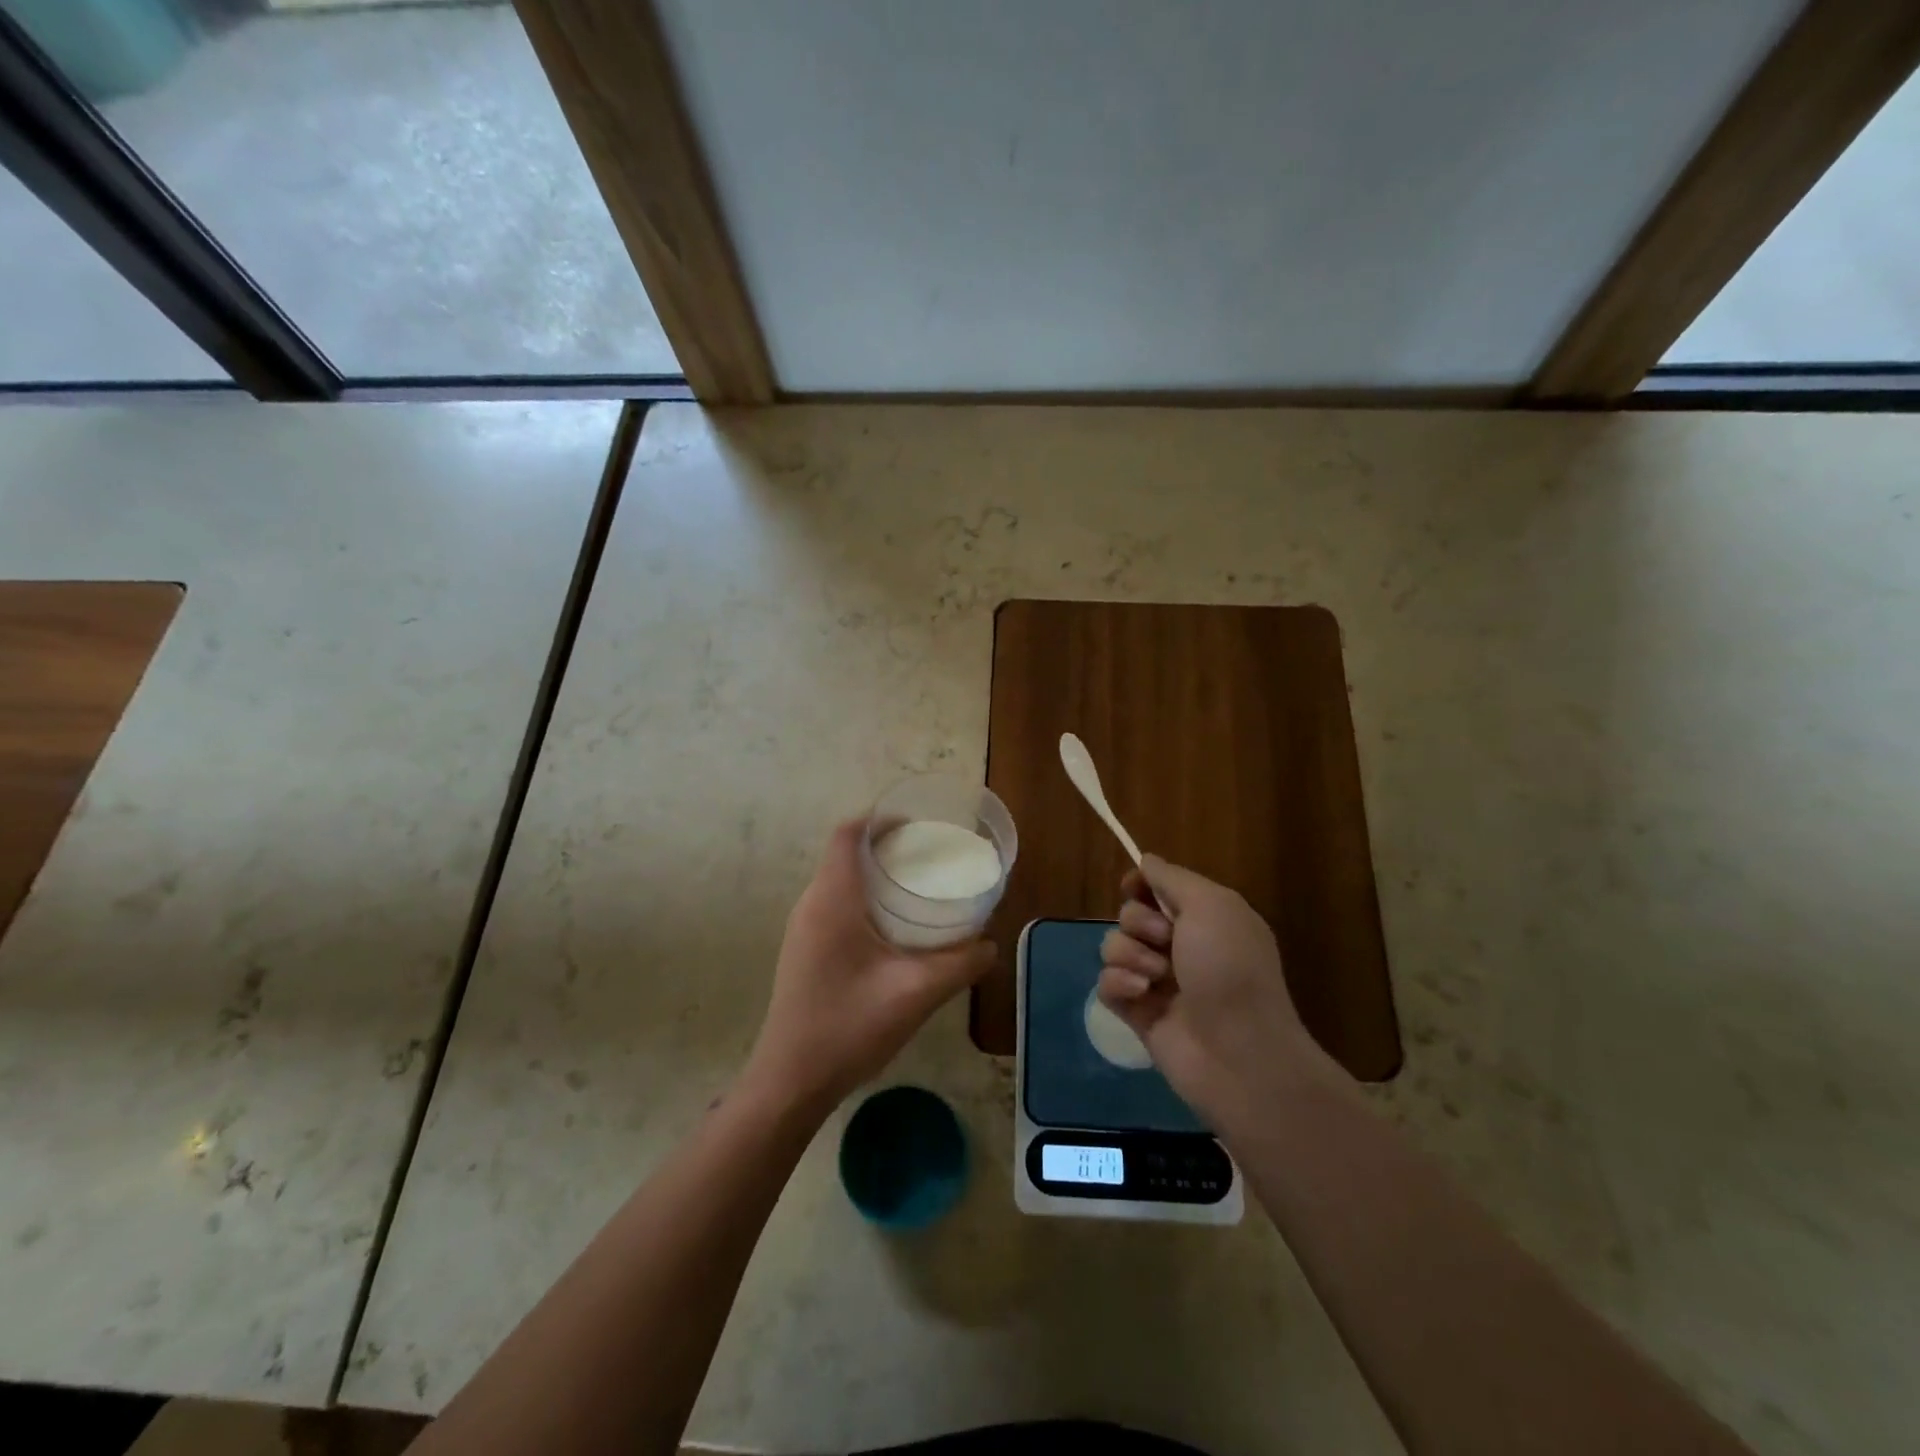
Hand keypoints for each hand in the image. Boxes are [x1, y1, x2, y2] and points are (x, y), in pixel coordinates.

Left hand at [746, 818, 993, 1112]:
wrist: (790, 1081)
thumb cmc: (848, 1027)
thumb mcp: (914, 994)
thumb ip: (958, 964)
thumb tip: (990, 944)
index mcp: (832, 900)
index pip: (847, 834)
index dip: (880, 819)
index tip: (918, 825)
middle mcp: (812, 905)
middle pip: (845, 853)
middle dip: (886, 846)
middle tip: (930, 857)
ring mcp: (804, 929)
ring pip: (840, 880)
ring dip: (875, 874)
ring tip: (919, 887)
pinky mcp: (805, 950)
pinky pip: (836, 905)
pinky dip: (865, 899)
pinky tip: (896, 928)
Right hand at [1099, 856, 1335, 1121]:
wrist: (1239, 1052)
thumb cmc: (1230, 969)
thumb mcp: (1211, 905)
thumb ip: (1172, 878)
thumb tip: (1146, 860)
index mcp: (1205, 918)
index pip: (1157, 888)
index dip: (1141, 884)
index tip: (1134, 887)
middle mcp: (1180, 946)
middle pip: (1130, 914)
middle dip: (1139, 922)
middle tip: (1165, 941)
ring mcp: (1157, 981)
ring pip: (1114, 947)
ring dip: (1129, 954)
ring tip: (1155, 976)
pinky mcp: (1137, 1013)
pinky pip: (1106, 984)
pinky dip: (1119, 984)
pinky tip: (1141, 995)